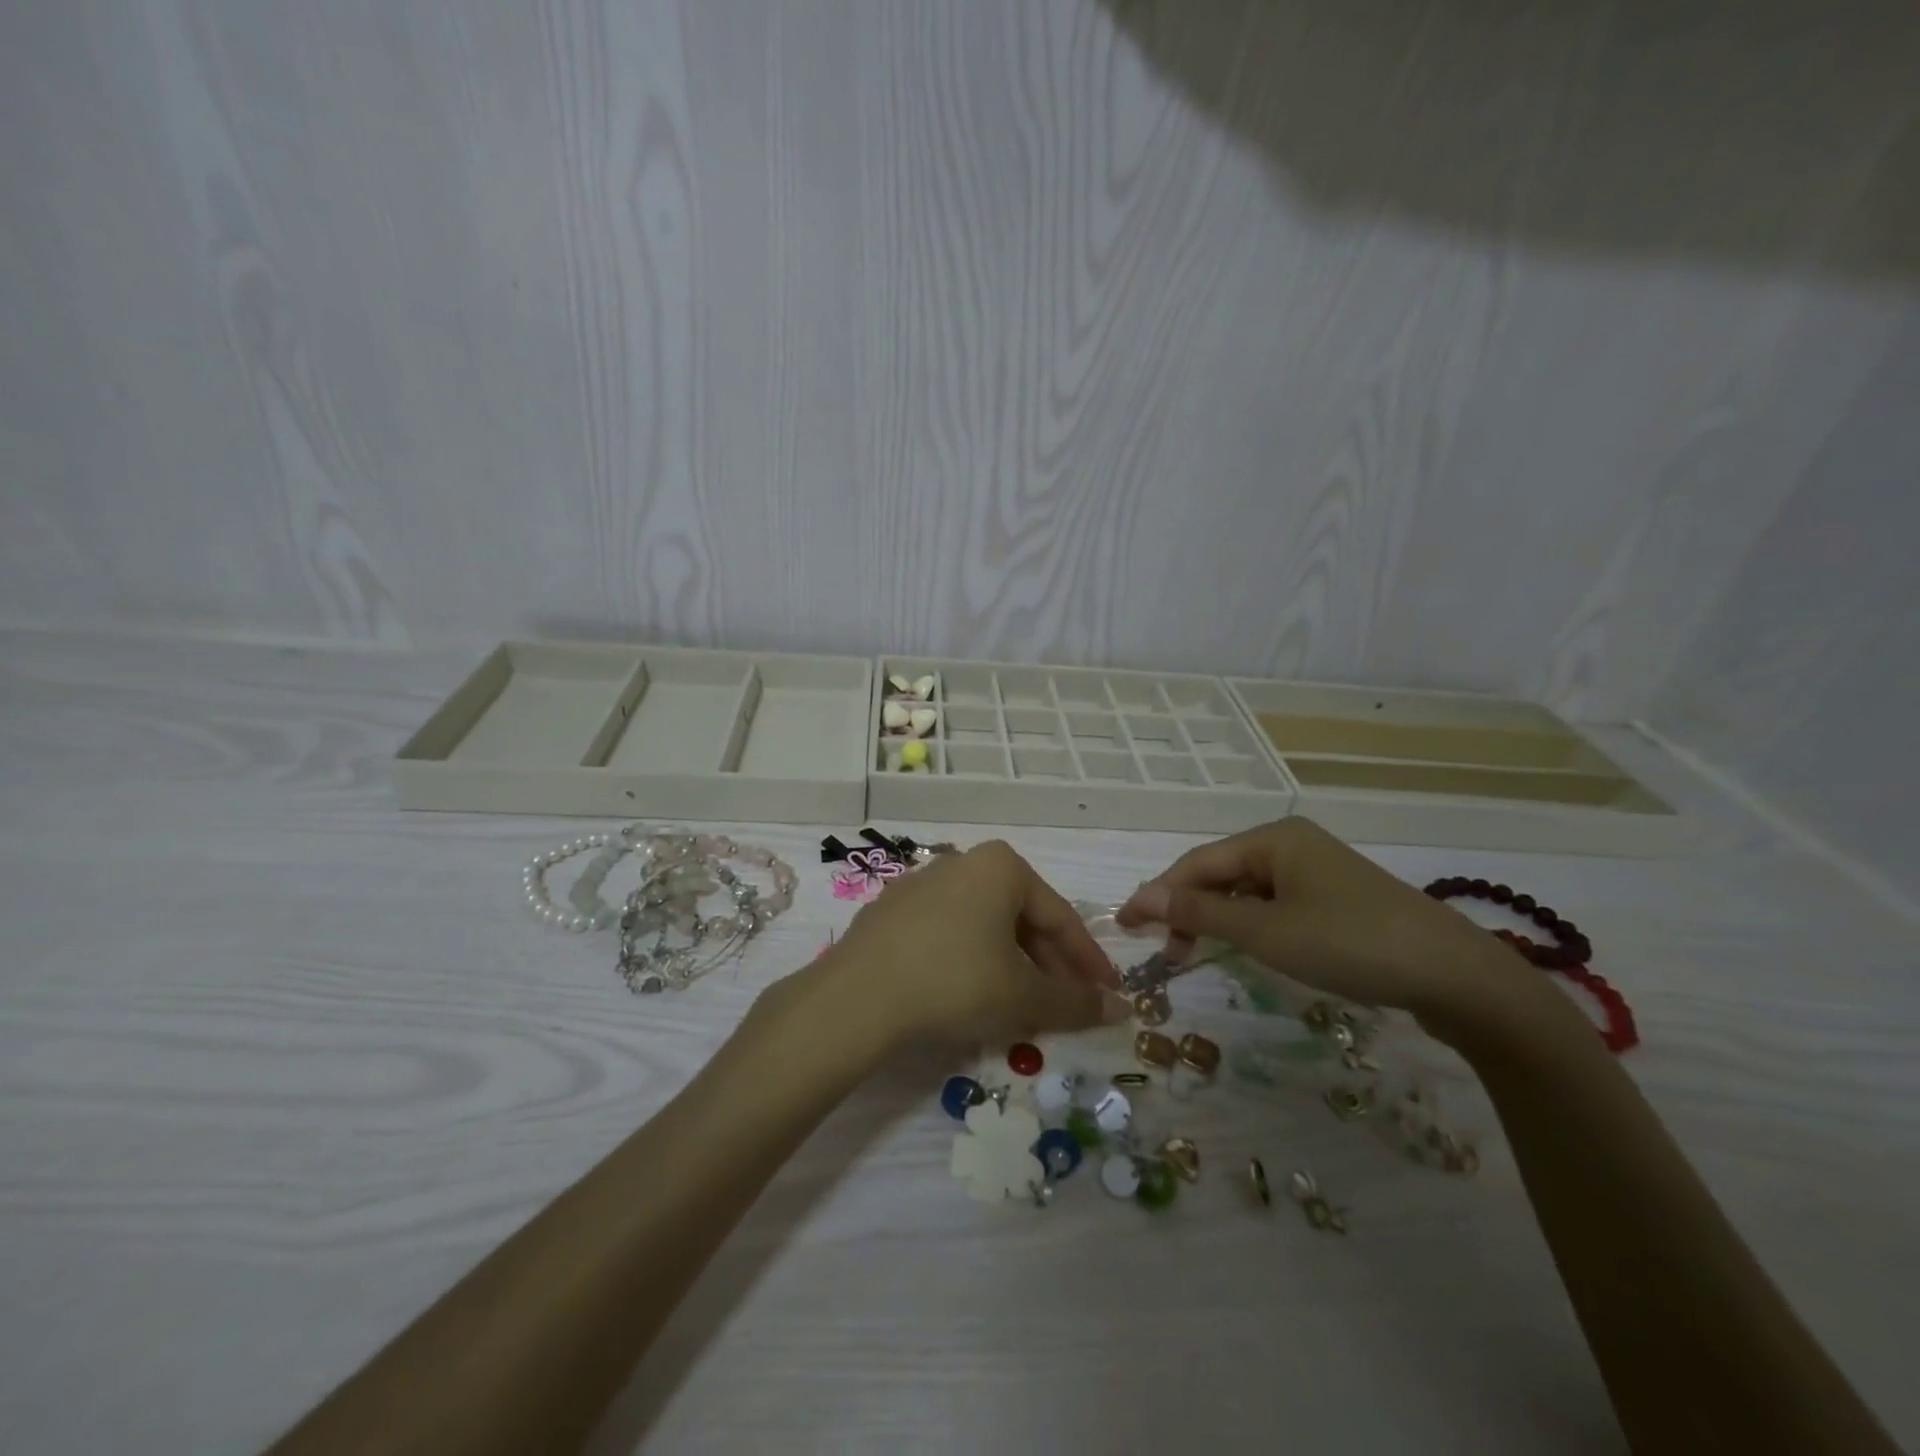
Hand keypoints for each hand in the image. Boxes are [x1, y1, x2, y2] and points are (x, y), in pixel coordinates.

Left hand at [811, 841, 1128, 1048]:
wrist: (857, 996)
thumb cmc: (956, 982)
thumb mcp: (1024, 996)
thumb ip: (1075, 1001)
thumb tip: (1118, 1008)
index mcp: (1002, 866)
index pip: (1060, 918)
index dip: (1089, 962)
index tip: (1107, 995)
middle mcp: (963, 862)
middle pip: (1021, 918)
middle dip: (1048, 964)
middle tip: (1066, 1005)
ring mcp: (921, 883)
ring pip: (984, 926)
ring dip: (1010, 964)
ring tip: (1021, 1006)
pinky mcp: (891, 911)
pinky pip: (948, 933)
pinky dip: (970, 961)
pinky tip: (970, 995)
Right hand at [1118, 818, 1547, 1042]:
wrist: (1456, 976)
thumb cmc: (1349, 944)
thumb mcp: (1265, 931)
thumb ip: (1198, 913)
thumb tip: (1139, 898)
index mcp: (1273, 838)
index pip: (1197, 863)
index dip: (1158, 894)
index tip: (1126, 926)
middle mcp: (1292, 844)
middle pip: (1221, 874)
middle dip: (1189, 910)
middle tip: (1169, 952)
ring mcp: (1318, 870)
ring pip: (1248, 892)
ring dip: (1220, 921)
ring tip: (1202, 955)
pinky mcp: (1337, 898)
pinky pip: (1276, 904)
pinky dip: (1253, 926)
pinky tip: (1251, 949)